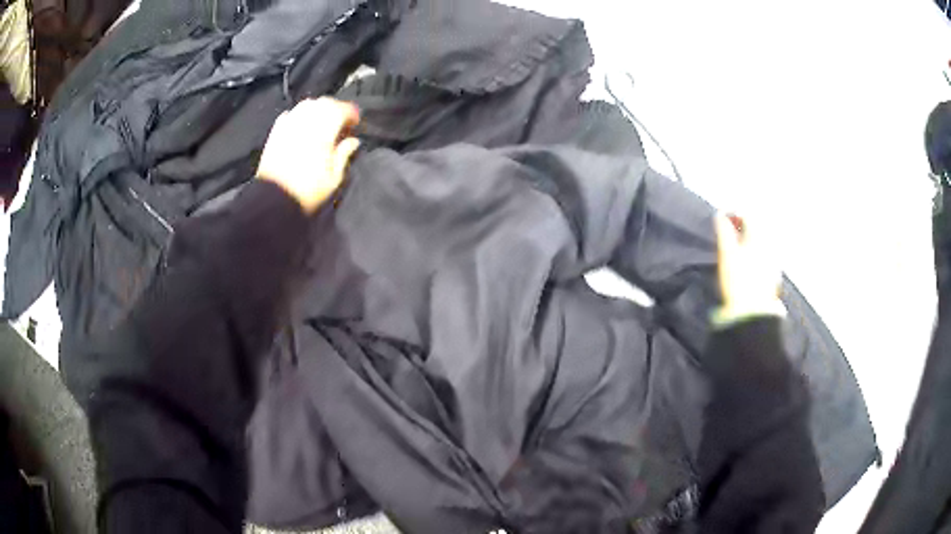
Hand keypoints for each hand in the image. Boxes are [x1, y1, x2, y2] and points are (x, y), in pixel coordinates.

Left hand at [256, 97, 360, 213]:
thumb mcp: (334, 178)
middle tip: (342, 122)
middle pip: (325, 102)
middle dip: (336, 108)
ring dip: (318, 109)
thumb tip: (353, 141)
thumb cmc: (307, 192)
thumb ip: (344, 154)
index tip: (356, 123)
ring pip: (307, 104)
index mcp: (323, 131)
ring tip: (322, 122)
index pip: (342, 109)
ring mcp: (289, 125)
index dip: (352, 113)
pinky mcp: (276, 132)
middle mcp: (306, 122)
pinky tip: (302, 125)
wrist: (273, 201)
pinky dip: (299, 115)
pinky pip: (290, 114)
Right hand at [715, 213, 783, 319]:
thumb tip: (720, 215)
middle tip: (728, 231)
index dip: (733, 214)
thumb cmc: (738, 281)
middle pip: (756, 228)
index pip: (747, 215)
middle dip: (742, 226)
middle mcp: (770, 245)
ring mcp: (774, 261)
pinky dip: (755, 252)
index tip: (722, 218)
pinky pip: (765, 255)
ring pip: (761, 242)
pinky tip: (746, 262)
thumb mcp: (726, 253)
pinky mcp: (774, 275)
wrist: (752, 314)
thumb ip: (723, 231)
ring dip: (748, 240)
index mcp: (759, 236)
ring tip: (735, 247)